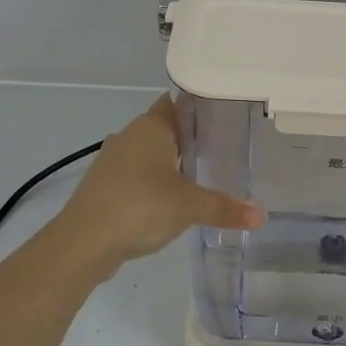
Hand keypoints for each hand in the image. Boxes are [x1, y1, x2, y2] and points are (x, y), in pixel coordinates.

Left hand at [52, 96, 263, 266]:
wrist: (83, 242)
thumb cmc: (140, 207)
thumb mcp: (190, 207)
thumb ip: (225, 208)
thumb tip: (262, 216)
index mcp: (151, 127)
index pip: (178, 102)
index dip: (200, 106)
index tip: (225, 114)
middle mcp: (129, 136)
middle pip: (165, 127)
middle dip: (189, 136)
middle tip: (223, 146)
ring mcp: (112, 161)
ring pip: (148, 152)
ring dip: (169, 161)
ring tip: (201, 172)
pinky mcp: (103, 186)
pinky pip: (135, 175)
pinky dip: (153, 182)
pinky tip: (170, 199)